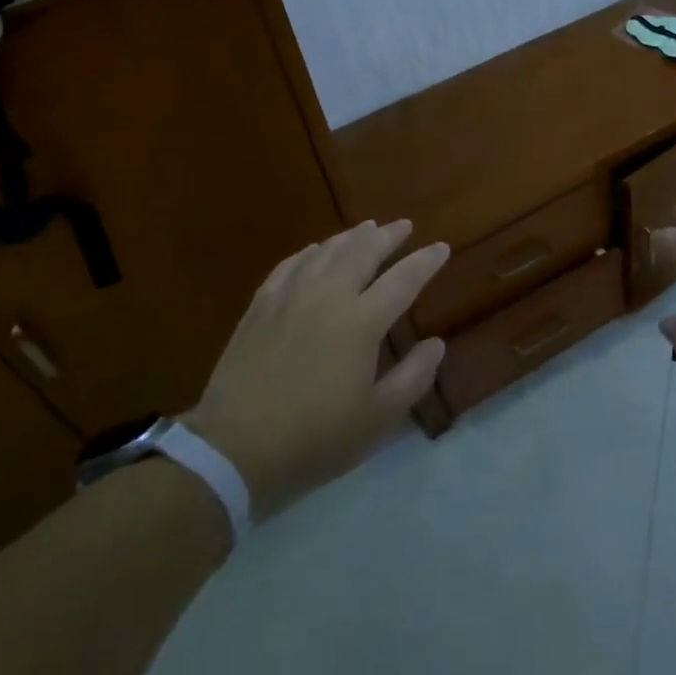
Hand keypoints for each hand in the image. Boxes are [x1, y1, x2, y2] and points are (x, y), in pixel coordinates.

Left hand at [185, 220, 449, 519]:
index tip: (441, 247)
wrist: (234, 448)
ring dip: (352, 236)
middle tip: (403, 225)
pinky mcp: (261, 305)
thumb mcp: (377, 419)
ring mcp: (290, 296)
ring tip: (367, 228)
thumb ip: (413, 377)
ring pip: (327, 250)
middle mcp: (328, 295)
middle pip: (363, 251)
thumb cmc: (314, 438)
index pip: (403, 279)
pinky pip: (291, 263)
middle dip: (388, 235)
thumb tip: (436, 343)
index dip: (426, 261)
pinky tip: (316, 250)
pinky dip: (311, 251)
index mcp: (362, 322)